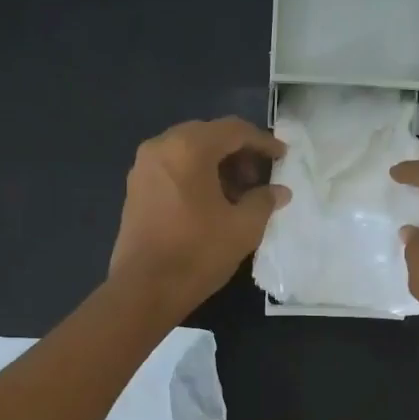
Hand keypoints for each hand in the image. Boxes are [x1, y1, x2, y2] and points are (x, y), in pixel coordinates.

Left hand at [108, 117, 288, 316]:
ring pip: (189, 152)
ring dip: (217, 166)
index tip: (282, 157)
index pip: (234, 130)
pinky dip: (196, 176)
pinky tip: (212, 204)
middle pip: (208, 136)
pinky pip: (173, 169)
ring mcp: (144, 167)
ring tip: (239, 195)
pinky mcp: (136, 189)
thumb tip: (280, 191)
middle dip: (238, 153)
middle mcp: (162, 147)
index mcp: (189, 148)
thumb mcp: (243, 228)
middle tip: (259, 179)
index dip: (263, 142)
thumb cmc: (198, 253)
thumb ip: (264, 201)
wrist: (144, 289)